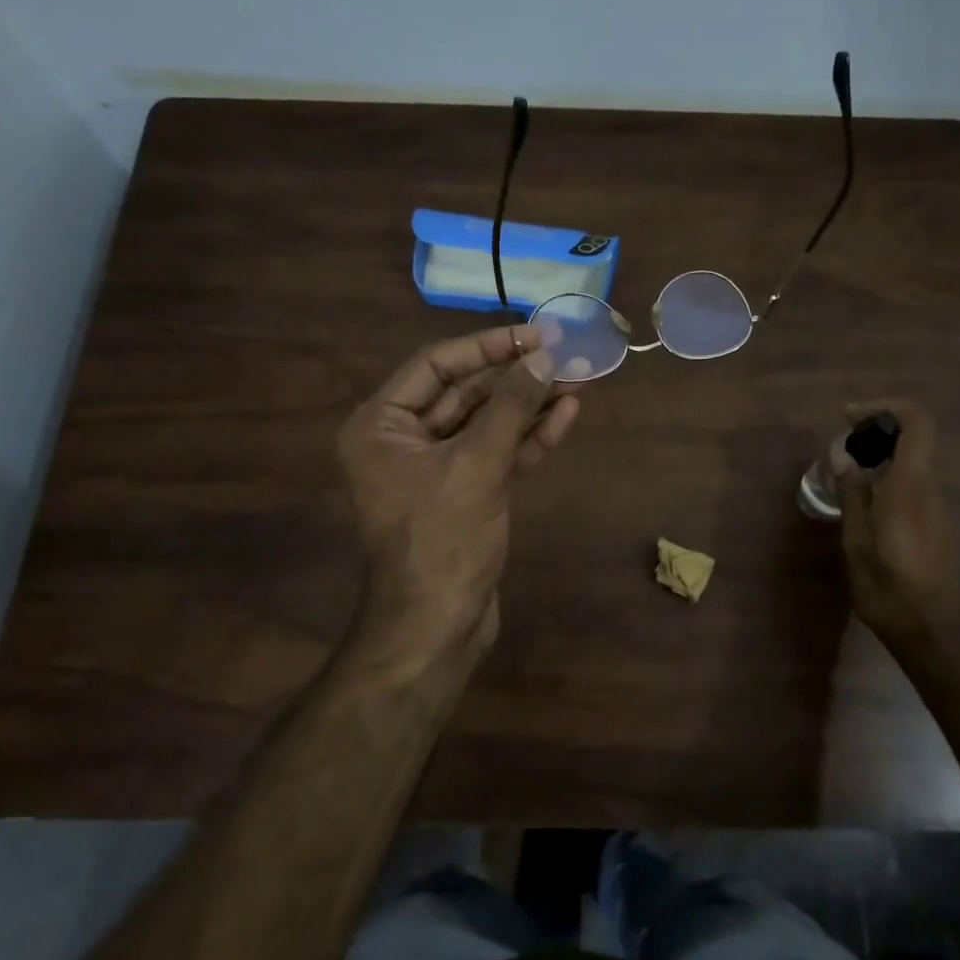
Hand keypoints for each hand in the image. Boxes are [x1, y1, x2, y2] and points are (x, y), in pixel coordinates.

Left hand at [337, 323, 579, 644]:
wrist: (438, 625)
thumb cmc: (442, 538)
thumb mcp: (477, 464)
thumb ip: (510, 406)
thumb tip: (544, 357)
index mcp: (381, 424)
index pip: (436, 365)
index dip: (488, 346)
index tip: (535, 334)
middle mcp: (403, 440)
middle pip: (465, 392)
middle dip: (517, 376)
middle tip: (566, 356)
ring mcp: (436, 468)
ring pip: (487, 423)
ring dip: (530, 404)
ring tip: (579, 380)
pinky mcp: (465, 492)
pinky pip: (497, 453)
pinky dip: (528, 437)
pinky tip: (566, 416)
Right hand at [837, 400, 959, 653]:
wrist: (931, 628)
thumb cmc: (888, 584)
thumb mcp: (857, 539)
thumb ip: (853, 492)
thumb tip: (843, 455)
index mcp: (910, 486)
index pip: (916, 423)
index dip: (885, 408)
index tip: (849, 416)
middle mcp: (929, 489)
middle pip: (913, 438)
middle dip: (876, 430)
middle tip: (841, 444)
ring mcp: (936, 506)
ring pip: (912, 461)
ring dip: (880, 454)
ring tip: (844, 472)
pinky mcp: (935, 523)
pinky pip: (912, 483)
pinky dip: (887, 475)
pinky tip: (862, 500)